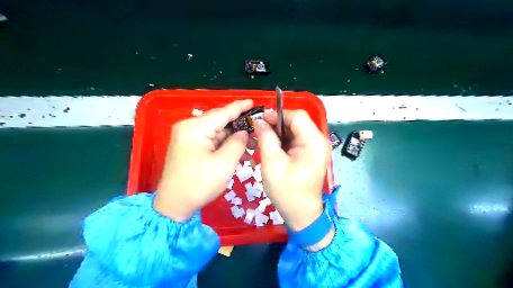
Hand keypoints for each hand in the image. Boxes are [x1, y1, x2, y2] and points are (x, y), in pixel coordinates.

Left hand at [153, 100, 254, 221]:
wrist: (174, 205)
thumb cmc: (199, 184)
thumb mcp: (224, 163)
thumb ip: (237, 143)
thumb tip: (243, 132)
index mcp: (195, 128)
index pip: (222, 113)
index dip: (240, 107)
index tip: (253, 102)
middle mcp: (189, 128)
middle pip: (220, 122)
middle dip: (240, 127)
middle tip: (258, 131)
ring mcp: (188, 138)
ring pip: (217, 132)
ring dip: (234, 139)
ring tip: (252, 147)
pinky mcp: (190, 147)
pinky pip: (212, 141)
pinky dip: (225, 146)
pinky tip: (238, 153)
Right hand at [254, 110, 330, 234]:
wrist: (301, 214)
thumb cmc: (287, 190)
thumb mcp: (272, 163)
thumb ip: (266, 139)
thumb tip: (260, 122)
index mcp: (314, 142)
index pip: (297, 116)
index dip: (277, 114)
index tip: (260, 121)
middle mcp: (319, 141)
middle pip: (297, 122)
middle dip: (277, 124)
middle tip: (259, 131)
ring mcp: (316, 148)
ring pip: (295, 130)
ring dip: (278, 133)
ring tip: (262, 140)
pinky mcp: (311, 154)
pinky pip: (296, 140)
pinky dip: (283, 141)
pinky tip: (271, 147)